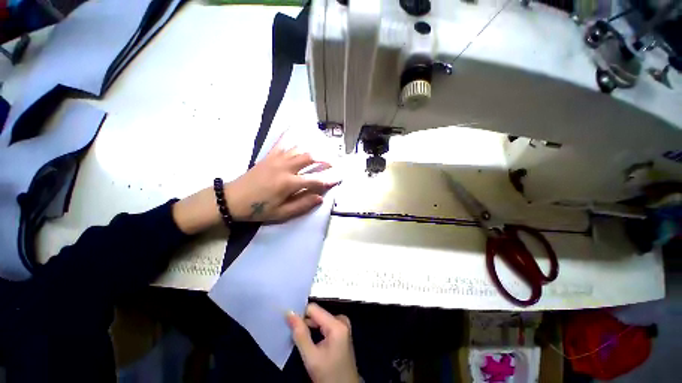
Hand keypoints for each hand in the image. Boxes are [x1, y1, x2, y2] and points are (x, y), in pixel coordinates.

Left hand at [225, 138, 336, 221]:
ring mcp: (276, 159)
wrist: (233, 199)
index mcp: (289, 183)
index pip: (315, 180)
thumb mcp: (281, 213)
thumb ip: (302, 205)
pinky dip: (289, 135)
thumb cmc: (258, 209)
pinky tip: (294, 127)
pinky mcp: (269, 156)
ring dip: (311, 150)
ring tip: (320, 151)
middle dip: (323, 160)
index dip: (328, 181)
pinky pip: (281, 142)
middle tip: (332, 163)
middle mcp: (285, 168)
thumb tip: (320, 198)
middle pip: (309, 158)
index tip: (337, 179)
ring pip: (298, 149)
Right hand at [287, 303, 358, 382]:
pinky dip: (315, 330)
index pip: (313, 309)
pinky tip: (308, 339)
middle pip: (317, 314)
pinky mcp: (341, 330)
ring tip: (299, 337)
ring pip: (319, 319)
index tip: (289, 323)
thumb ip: (300, 334)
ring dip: (309, 326)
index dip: (300, 315)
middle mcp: (341, 320)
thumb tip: (290, 314)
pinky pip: (324, 324)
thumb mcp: (311, 357)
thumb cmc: (329, 375)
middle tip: (293, 333)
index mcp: (337, 324)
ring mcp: (342, 324)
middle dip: (304, 322)